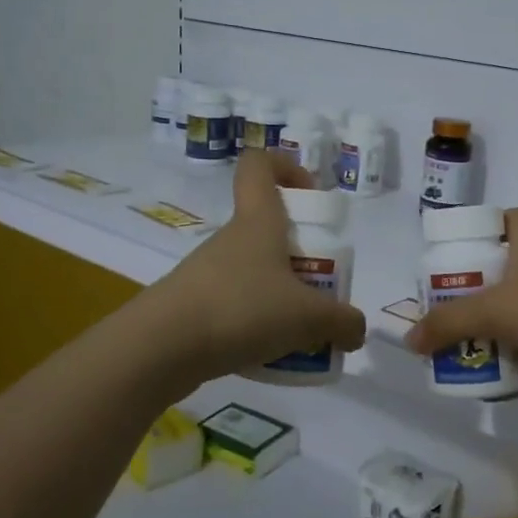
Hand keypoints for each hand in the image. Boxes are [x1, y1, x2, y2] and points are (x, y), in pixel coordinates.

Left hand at [146, 151, 366, 386]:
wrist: (161, 348)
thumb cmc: (242, 309)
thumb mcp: (309, 318)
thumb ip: (343, 322)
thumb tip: (356, 331)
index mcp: (258, 221)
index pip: (260, 165)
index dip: (287, 167)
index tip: (311, 195)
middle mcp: (231, 238)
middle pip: (268, 228)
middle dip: (300, 254)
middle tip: (321, 287)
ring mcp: (208, 271)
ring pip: (254, 270)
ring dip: (280, 294)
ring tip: (300, 332)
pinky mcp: (193, 304)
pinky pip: (236, 303)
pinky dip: (257, 322)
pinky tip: (269, 353)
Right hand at [404, 209, 517, 412]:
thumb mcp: (501, 310)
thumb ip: (451, 324)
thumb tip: (410, 339)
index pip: (510, 219)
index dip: (484, 227)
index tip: (455, 249)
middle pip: (506, 274)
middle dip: (473, 293)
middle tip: (441, 313)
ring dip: (492, 336)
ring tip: (456, 353)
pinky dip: (517, 371)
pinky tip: (492, 387)